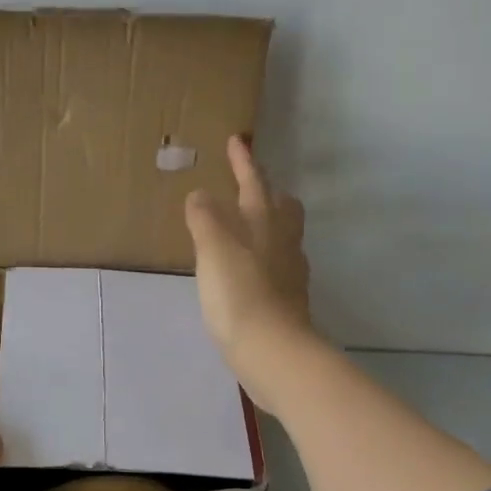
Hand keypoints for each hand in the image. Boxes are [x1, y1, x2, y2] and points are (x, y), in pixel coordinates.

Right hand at [184, 135, 316, 405]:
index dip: (243, 162)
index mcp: (264, 223)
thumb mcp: (214, 249)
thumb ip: (206, 218)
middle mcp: (283, 243)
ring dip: (265, 226)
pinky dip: (261, 259)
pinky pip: (275, 266)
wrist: (271, 350)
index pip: (253, 183)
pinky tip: (245, 272)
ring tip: (242, 230)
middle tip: (248, 189)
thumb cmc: (239, 294)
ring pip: (281, 237)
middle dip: (267, 193)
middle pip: (282, 208)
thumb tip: (201, 195)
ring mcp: (289, 273)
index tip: (236, 140)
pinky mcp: (286, 301)